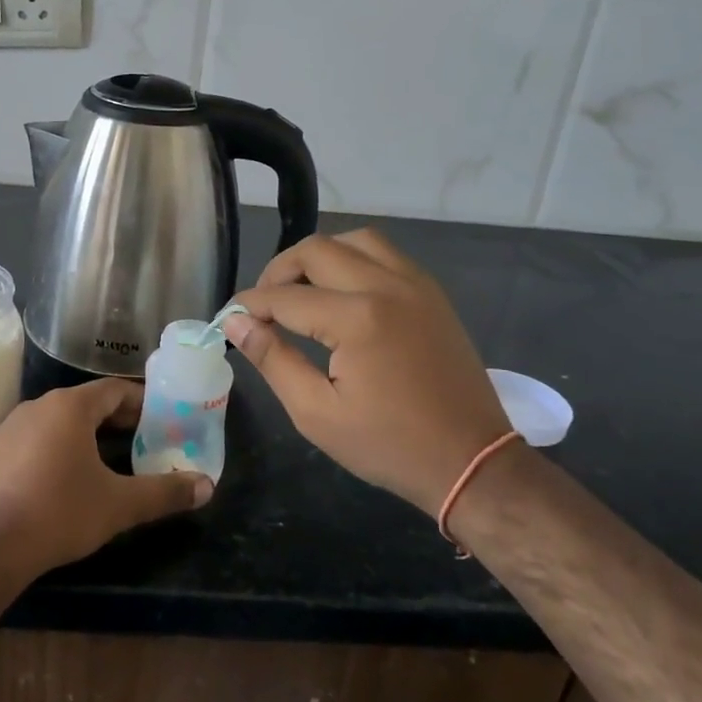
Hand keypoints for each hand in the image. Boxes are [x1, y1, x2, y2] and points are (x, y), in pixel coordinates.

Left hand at [0, 378, 213, 579]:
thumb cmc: (57, 513)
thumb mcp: (118, 505)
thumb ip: (164, 492)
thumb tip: (207, 486)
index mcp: (69, 407)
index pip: (114, 390)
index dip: (141, 402)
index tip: (160, 420)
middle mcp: (37, 406)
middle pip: (85, 404)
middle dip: (115, 421)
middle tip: (141, 442)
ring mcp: (7, 428)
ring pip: (56, 422)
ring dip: (83, 436)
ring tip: (105, 463)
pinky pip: (31, 441)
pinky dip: (53, 451)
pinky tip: (60, 482)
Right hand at [223, 230, 511, 519]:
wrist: (471, 461)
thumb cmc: (388, 445)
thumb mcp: (316, 412)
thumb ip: (272, 359)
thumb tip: (236, 323)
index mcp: (356, 318)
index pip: (284, 297)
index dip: (249, 305)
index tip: (230, 318)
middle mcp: (386, 286)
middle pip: (316, 250)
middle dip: (278, 272)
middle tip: (262, 305)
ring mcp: (414, 284)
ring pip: (354, 240)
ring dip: (319, 256)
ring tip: (302, 289)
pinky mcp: (431, 293)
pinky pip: (385, 253)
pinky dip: (354, 259)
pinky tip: (342, 291)